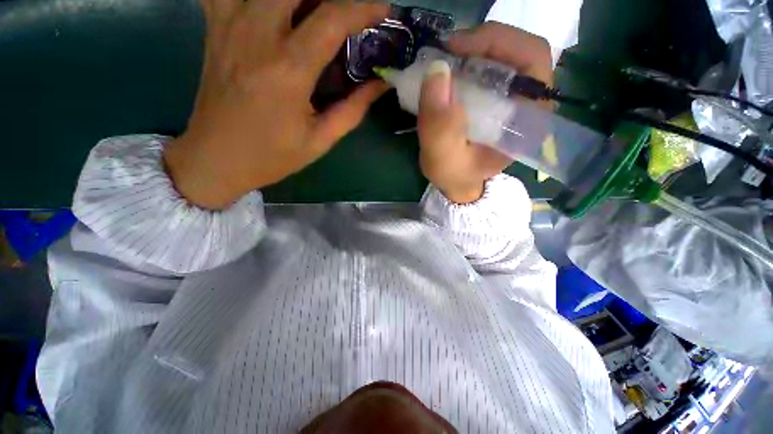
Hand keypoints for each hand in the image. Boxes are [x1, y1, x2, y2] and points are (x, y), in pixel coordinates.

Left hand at [164, 0, 389, 208]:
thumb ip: (353, 110)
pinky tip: (270, 10)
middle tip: (344, 15)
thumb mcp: (320, 140)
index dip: (363, 8)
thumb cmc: (273, 155)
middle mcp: (257, 35)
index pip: (332, 19)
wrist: (217, 158)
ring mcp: (229, 25)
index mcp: (289, 70)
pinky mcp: (214, 28)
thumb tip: (380, 85)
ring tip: (310, 14)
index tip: (382, 10)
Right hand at [417, 23, 552, 203]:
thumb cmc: (454, 175)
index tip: (455, 49)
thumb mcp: (442, 159)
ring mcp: (514, 99)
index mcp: (528, 120)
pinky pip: (489, 67)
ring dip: (473, 50)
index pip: (532, 60)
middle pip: (519, 51)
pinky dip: (468, 60)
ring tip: (445, 59)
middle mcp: (529, 104)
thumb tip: (437, 71)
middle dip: (482, 43)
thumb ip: (439, 126)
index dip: (497, 42)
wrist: (457, 181)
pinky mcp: (498, 99)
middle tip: (447, 50)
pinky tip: (450, 70)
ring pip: (504, 55)